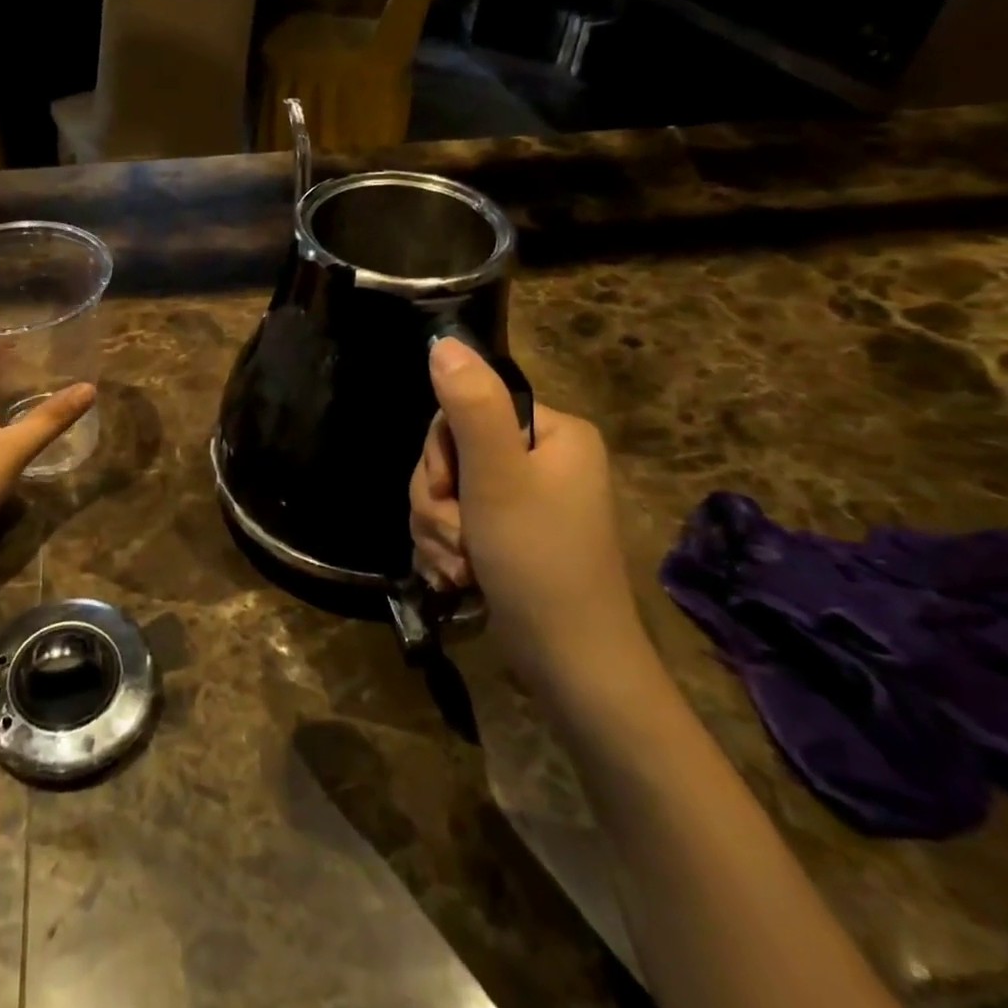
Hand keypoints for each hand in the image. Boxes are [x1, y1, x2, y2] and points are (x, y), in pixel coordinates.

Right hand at [410, 338, 649, 692]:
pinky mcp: (507, 537)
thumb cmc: (538, 562)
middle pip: (450, 455)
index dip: (441, 454)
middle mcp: (540, 460)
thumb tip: (444, 343)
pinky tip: (458, 579)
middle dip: (438, 503)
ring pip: (444, 493)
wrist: (569, 664)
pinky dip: (446, 551)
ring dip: (438, 532)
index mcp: (551, 433)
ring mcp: (525, 501)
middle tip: (459, 539)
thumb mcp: (498, 478)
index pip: (463, 411)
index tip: (451, 494)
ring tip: (461, 568)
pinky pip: (453, 524)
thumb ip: (469, 407)